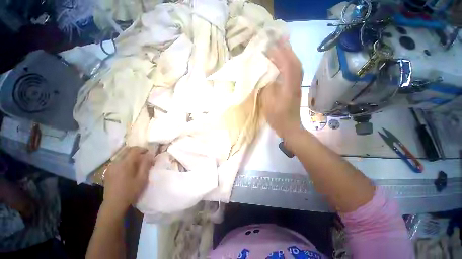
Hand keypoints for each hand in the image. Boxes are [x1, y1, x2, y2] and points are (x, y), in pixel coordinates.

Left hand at [103, 147, 153, 214]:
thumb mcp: (142, 178)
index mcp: (125, 163)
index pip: (134, 150)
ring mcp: (110, 167)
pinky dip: (125, 161)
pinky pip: (118, 161)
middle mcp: (116, 162)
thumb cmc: (130, 191)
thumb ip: (146, 164)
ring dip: (131, 156)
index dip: (143, 149)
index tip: (149, 153)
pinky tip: (129, 169)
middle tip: (145, 157)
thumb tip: (150, 154)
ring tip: (138, 163)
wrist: (114, 204)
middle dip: (137, 151)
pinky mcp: (108, 171)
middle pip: (127, 150)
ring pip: (122, 155)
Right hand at [261, 37, 302, 138]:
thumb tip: (267, 74)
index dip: (281, 53)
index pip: (288, 65)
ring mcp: (296, 86)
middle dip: (287, 50)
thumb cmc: (277, 117)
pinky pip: (293, 73)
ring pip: (296, 67)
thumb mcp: (269, 103)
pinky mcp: (294, 89)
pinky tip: (282, 63)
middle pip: (295, 62)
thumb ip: (268, 87)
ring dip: (289, 56)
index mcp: (289, 86)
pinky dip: (288, 64)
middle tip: (278, 40)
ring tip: (280, 48)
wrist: (289, 127)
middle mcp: (296, 83)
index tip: (271, 45)